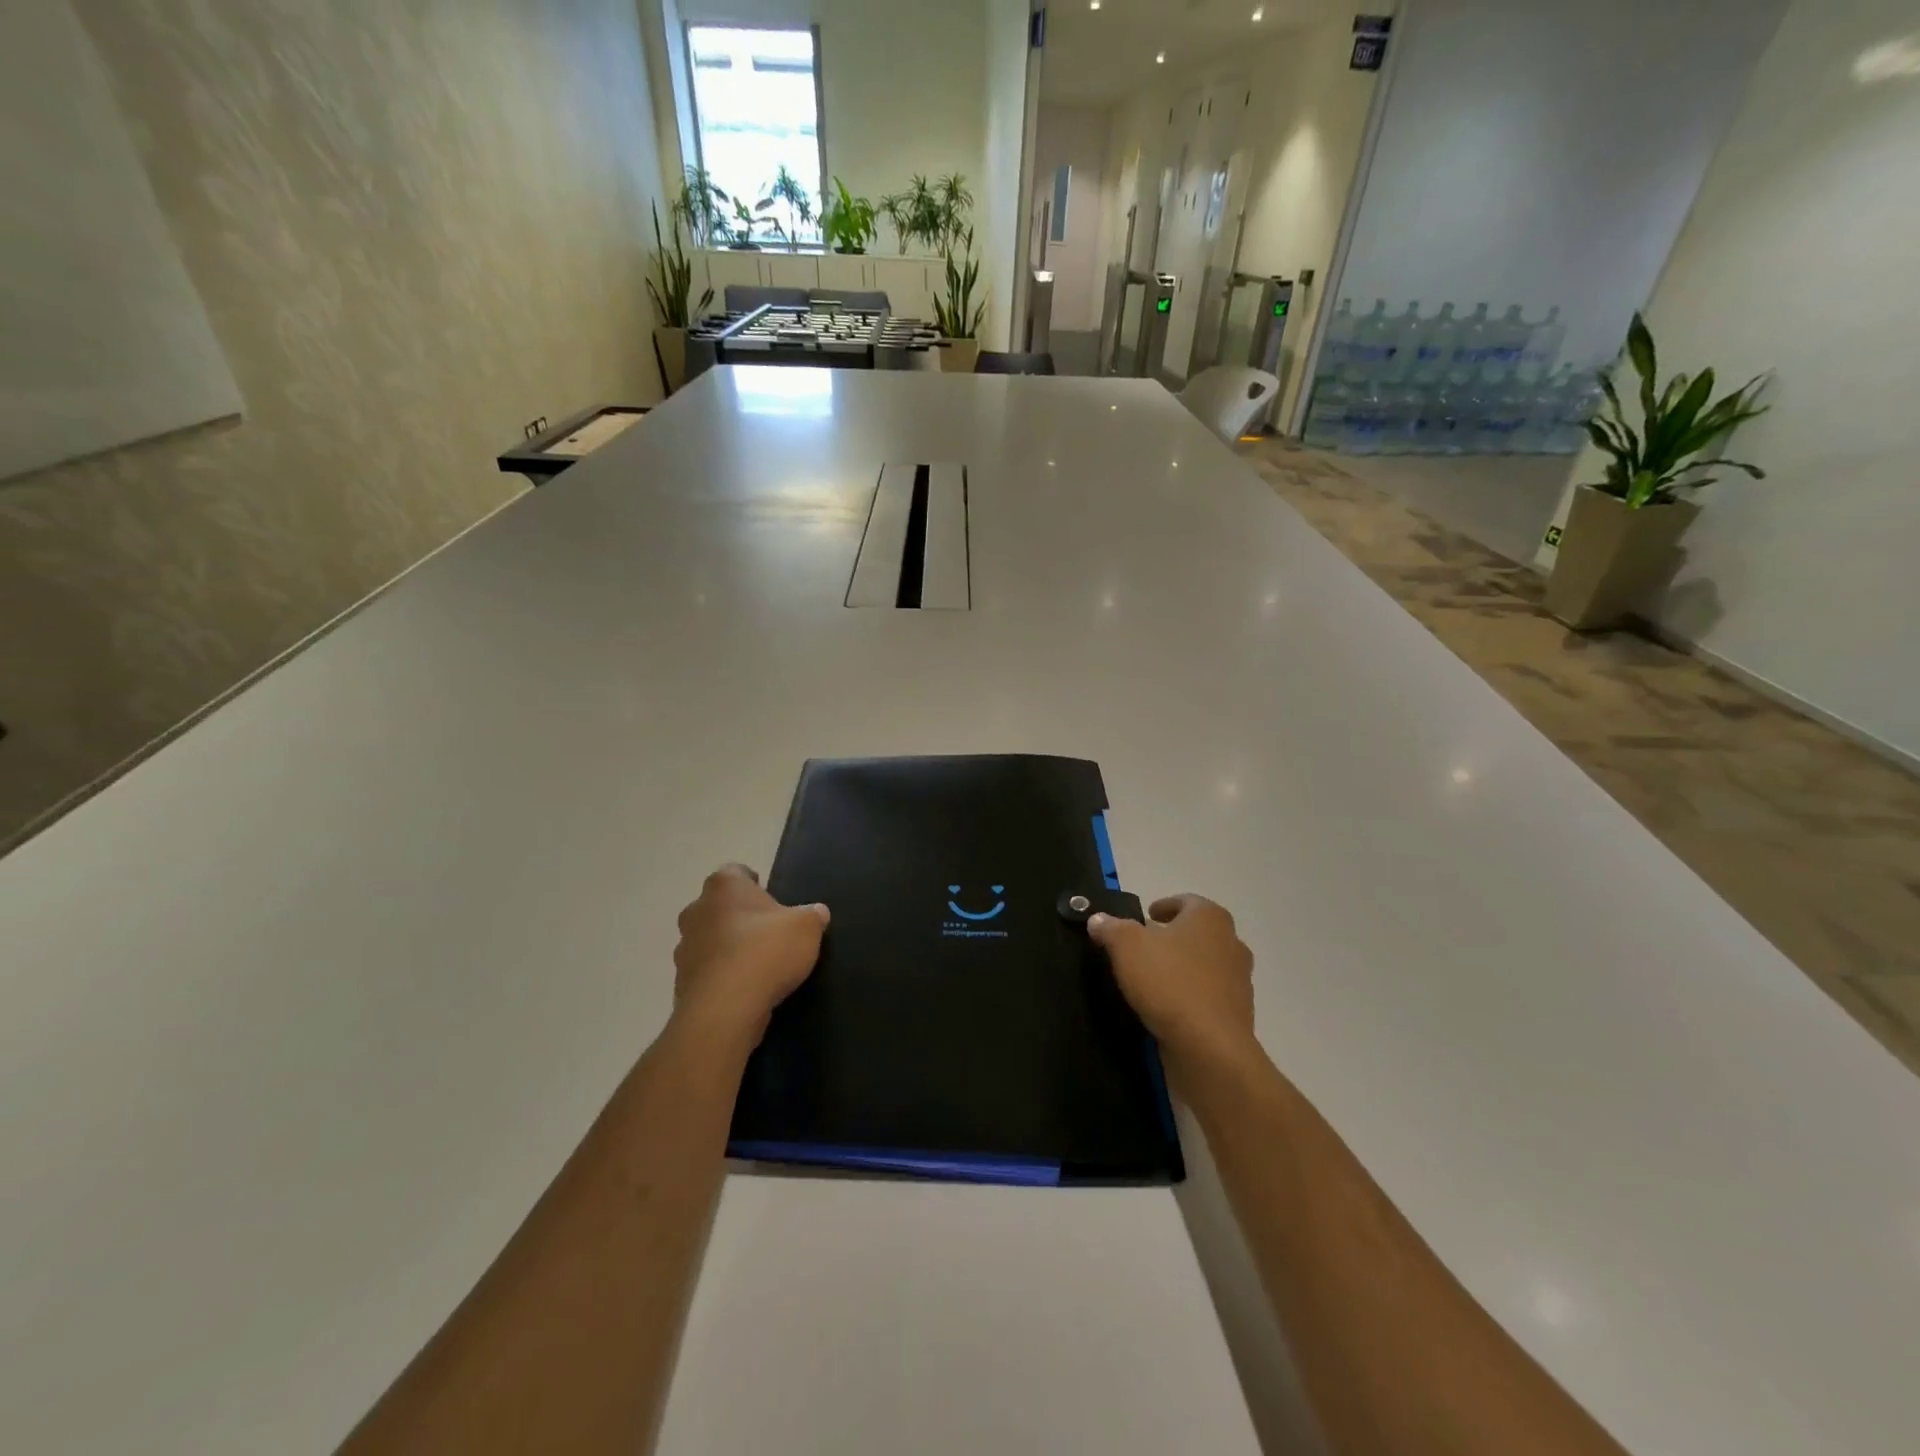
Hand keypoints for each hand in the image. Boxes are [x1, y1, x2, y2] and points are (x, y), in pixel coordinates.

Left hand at [671, 865, 828, 1049]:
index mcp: (724, 886)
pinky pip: (706, 972)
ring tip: (756, 965)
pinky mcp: (681, 981)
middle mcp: (697, 910)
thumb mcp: (806, 928)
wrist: (725, 1009)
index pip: (737, 871)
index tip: (772, 901)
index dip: (755, 884)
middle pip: (719, 906)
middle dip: (739, 916)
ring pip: (709, 939)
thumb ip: (813, 915)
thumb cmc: (766, 952)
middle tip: (767, 933)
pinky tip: (743, 990)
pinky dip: (721, 977)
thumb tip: (816, 912)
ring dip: (727, 947)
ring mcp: (684, 947)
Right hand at [1088, 895, 1256, 1083]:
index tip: (1146, 917)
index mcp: (1210, 918)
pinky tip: (1168, 1007)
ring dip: (1183, 968)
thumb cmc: (1169, 982)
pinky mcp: (1237, 1014)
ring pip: (1206, 965)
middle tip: (1145, 946)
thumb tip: (1098, 919)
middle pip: (1198, 933)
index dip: (1165, 906)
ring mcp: (1239, 981)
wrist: (1209, 1048)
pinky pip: (1209, 996)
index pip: (1186, 901)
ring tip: (1153, 979)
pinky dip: (1191, 996)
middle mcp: (1231, 943)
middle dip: (1173, 937)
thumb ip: (1111, 928)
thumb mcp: (1126, 946)